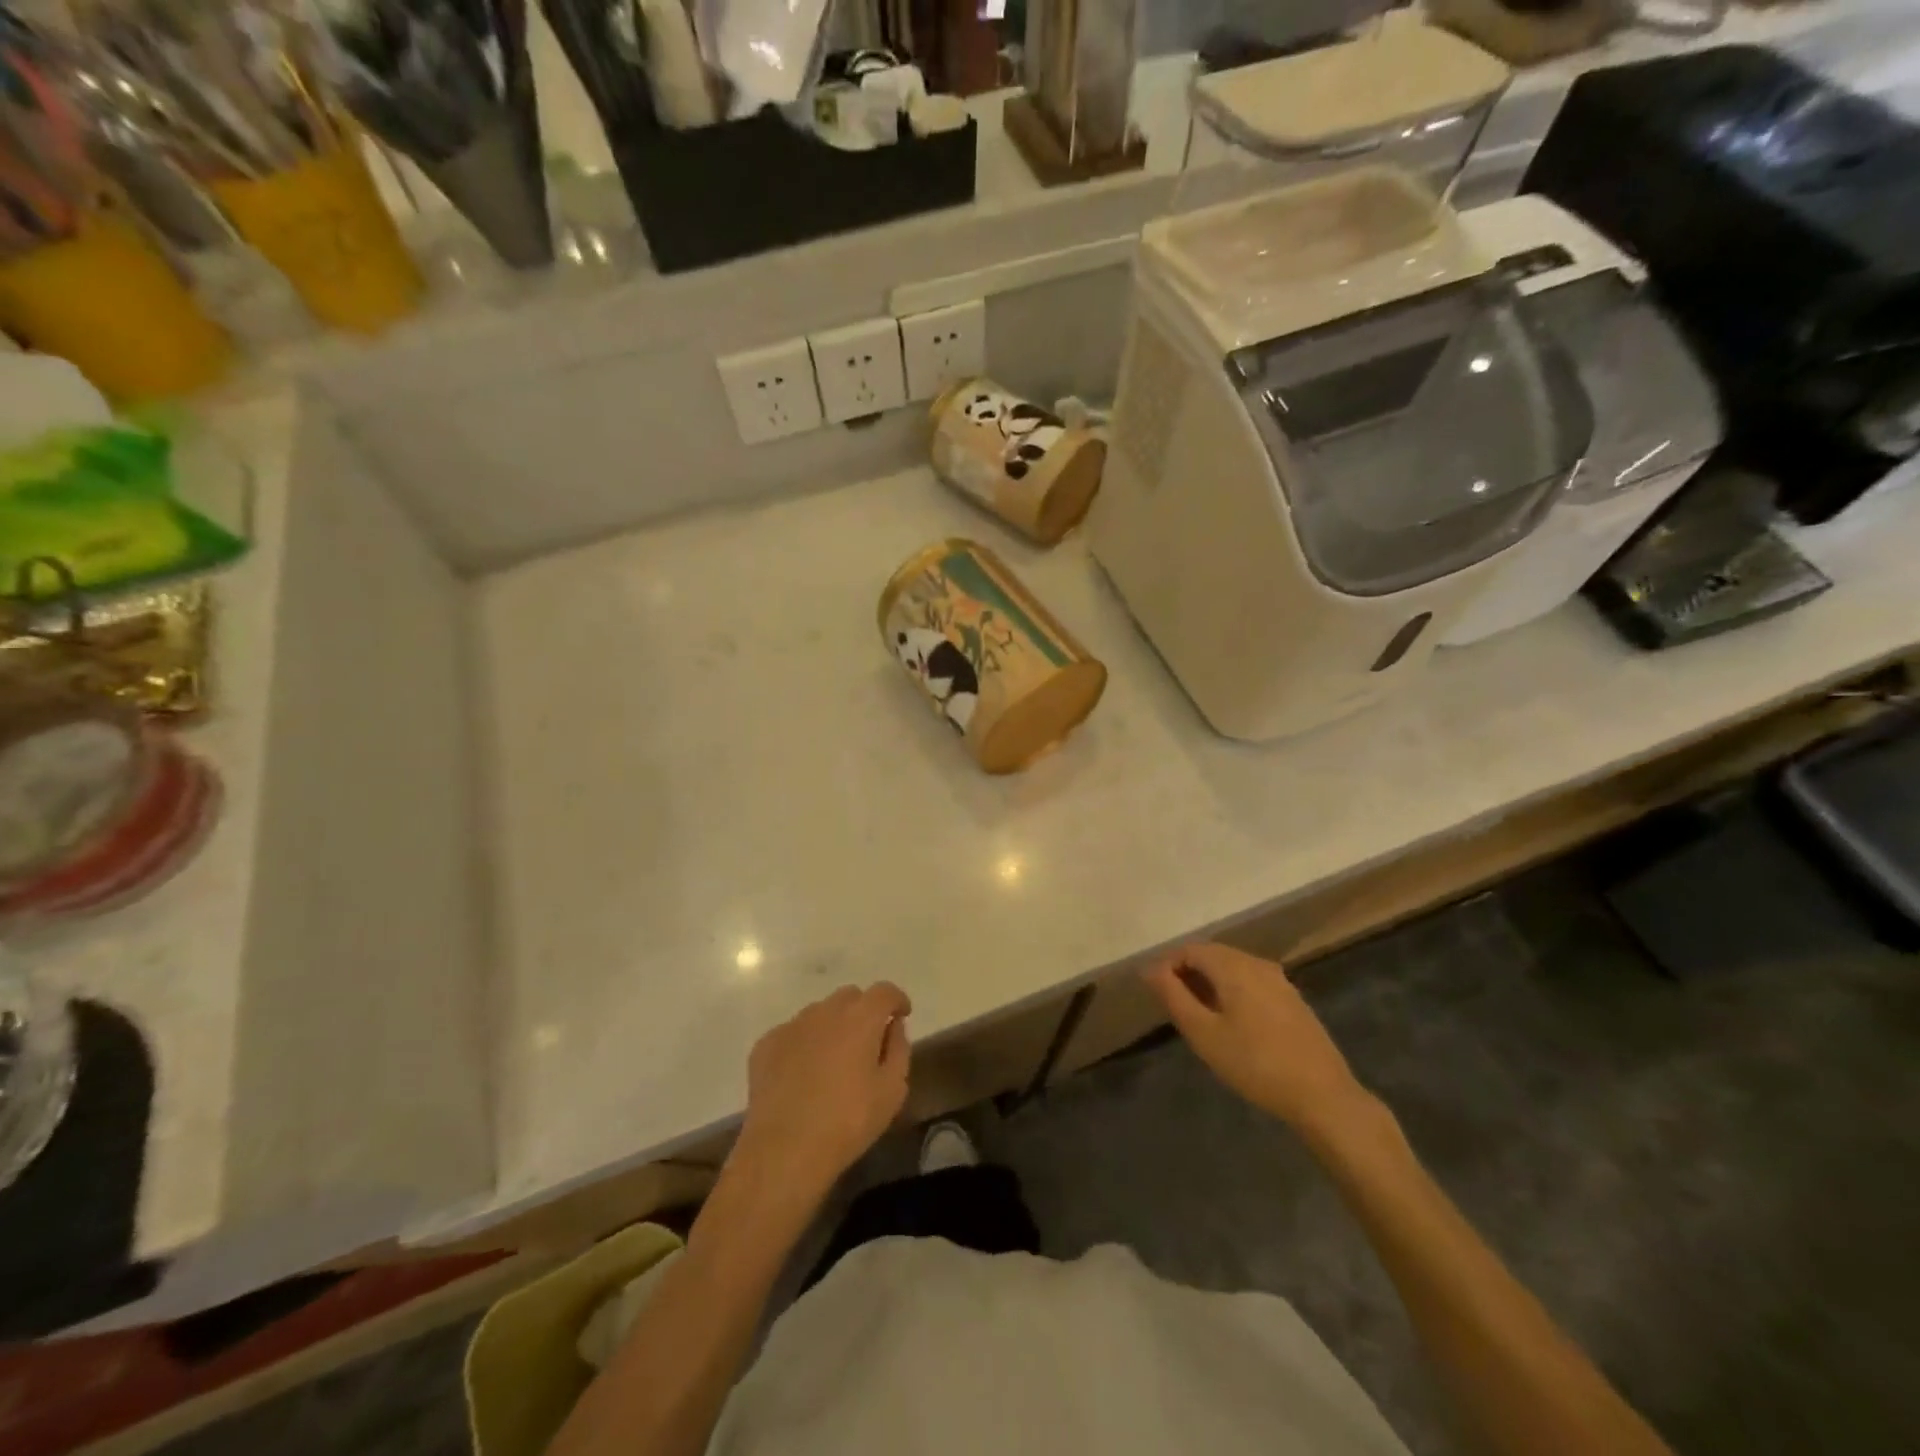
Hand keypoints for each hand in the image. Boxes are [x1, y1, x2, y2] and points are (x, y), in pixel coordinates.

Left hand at [735, 983, 911, 1202]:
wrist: (784, 1151)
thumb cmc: (848, 1121)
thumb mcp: (892, 1091)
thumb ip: (898, 1050)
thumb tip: (893, 1027)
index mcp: (860, 1018)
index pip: (884, 991)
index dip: (896, 1000)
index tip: (902, 1015)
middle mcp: (825, 1011)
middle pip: (850, 997)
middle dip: (863, 1012)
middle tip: (867, 1043)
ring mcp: (792, 1025)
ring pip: (819, 1013)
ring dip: (832, 1027)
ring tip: (832, 1062)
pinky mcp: (766, 1044)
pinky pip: (793, 1033)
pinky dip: (804, 1044)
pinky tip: (802, 1076)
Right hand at [1144, 943, 1373, 1141]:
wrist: (1323, 1096)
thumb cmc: (1255, 1064)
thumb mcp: (1203, 1033)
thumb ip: (1173, 996)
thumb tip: (1150, 969)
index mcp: (1234, 966)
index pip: (1190, 949)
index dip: (1168, 966)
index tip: (1157, 994)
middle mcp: (1257, 963)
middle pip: (1213, 954)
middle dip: (1189, 973)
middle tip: (1174, 1006)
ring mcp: (1280, 981)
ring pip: (1234, 968)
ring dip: (1211, 983)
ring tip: (1200, 1016)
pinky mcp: (1293, 1000)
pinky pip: (1252, 982)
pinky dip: (1233, 992)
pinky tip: (1233, 1023)